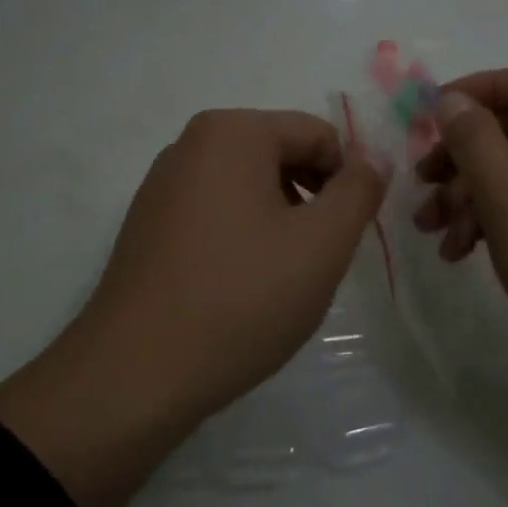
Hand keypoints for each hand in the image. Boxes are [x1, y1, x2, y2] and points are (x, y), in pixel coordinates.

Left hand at [0, 110, 386, 506]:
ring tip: (281, 279)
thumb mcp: (321, 244)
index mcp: (231, 132)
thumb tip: (372, 160)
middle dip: (311, 199)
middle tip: (319, 259)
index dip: (347, 180)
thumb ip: (359, 192)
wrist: (135, 374)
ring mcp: (162, 185)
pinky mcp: (147, 225)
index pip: (318, 135)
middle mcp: (190, 144)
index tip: (350, 233)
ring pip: (248, 187)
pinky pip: (214, 212)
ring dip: (280, 220)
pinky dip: (242, 237)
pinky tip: (240, 288)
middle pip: (280, 155)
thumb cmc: (241, 299)